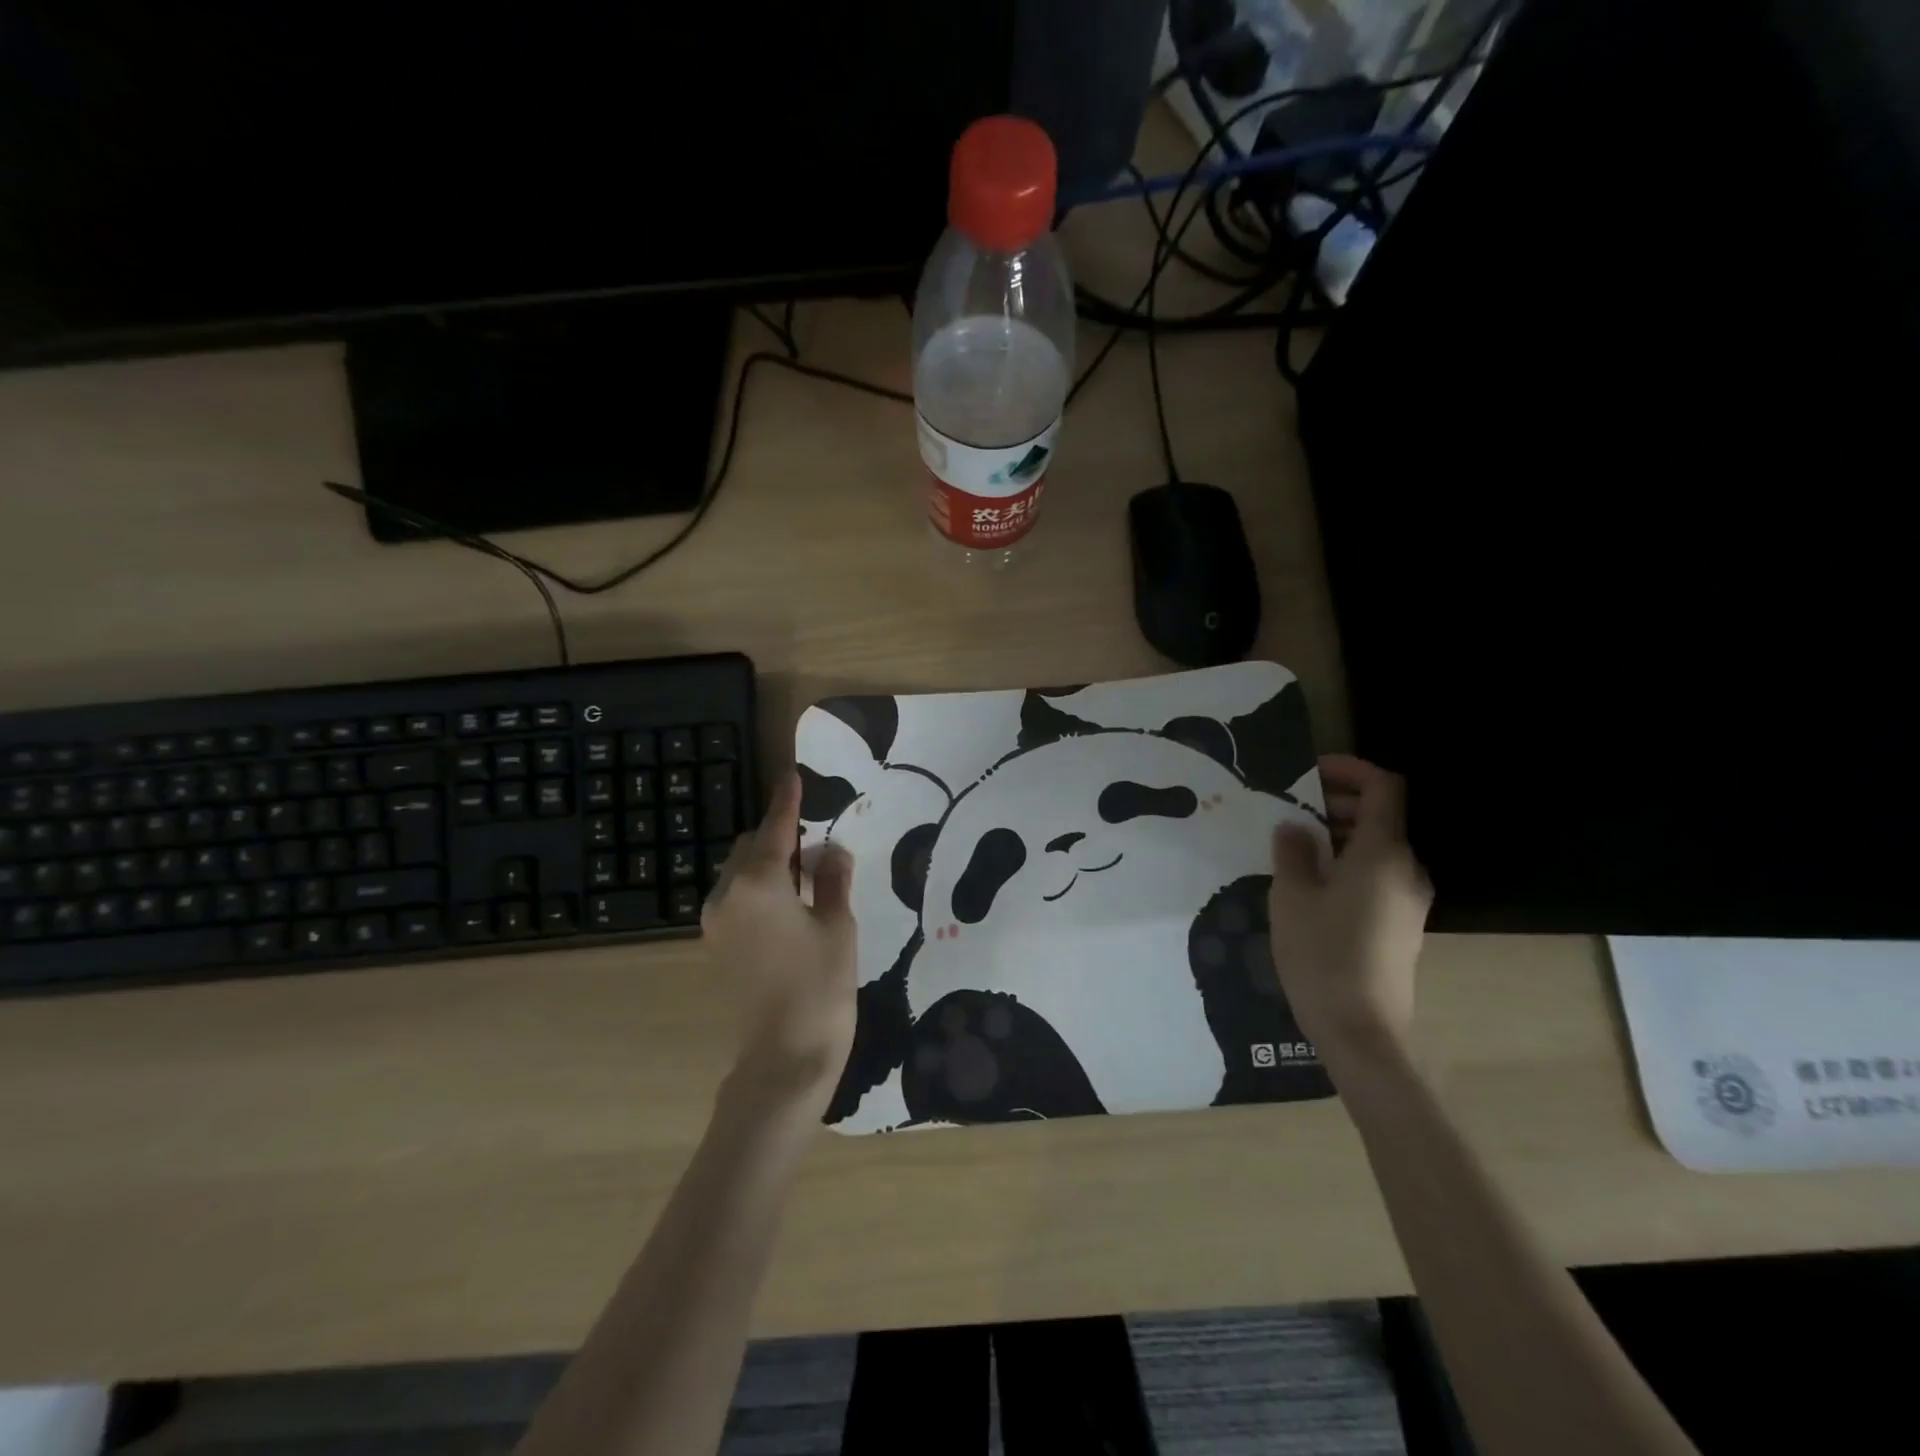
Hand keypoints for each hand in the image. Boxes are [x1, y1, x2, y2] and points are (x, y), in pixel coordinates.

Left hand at [702, 771, 857, 1120]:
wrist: (784, 1058)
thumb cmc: (820, 986)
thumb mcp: (838, 926)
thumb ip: (832, 880)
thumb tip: (832, 851)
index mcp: (759, 883)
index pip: (775, 829)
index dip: (787, 801)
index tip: (792, 776)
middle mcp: (727, 894)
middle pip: (751, 846)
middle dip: (779, 835)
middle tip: (816, 841)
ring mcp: (716, 921)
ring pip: (740, 872)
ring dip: (768, 862)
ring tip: (807, 873)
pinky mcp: (717, 944)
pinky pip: (736, 897)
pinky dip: (759, 887)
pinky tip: (788, 902)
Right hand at [1269, 755, 1431, 1060]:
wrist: (1361, 1031)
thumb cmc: (1322, 954)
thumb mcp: (1292, 896)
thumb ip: (1292, 852)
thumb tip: (1294, 827)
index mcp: (1383, 853)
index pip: (1384, 788)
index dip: (1351, 769)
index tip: (1311, 770)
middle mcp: (1406, 869)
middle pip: (1382, 816)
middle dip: (1338, 802)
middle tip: (1291, 810)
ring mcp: (1409, 900)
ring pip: (1378, 847)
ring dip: (1340, 834)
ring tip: (1293, 846)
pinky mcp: (1402, 925)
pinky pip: (1378, 875)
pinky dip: (1348, 862)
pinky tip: (1312, 883)